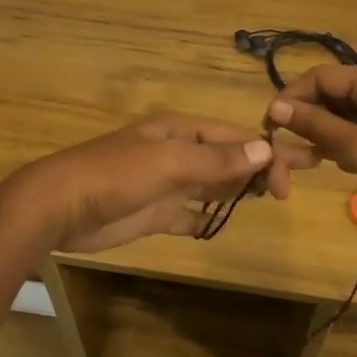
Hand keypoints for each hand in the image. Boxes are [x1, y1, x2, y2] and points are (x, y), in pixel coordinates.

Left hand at [5, 116, 320, 252]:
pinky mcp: (153, 213)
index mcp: (179, 132)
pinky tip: (223, 223)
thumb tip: (265, 149)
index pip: (233, 138)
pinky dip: (207, 217)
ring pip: (212, 185)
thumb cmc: (114, 176)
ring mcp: (164, 185)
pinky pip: (190, 214)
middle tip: (297, 182)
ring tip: (272, 199)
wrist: (59, 208)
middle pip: (227, 159)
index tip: (292, 176)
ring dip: (239, 190)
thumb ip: (216, 160)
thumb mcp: (169, 163)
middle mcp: (176, 154)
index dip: (265, 152)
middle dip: (261, 167)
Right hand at [266, 64, 356, 204]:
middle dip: (306, 120)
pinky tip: (342, 164)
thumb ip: (314, 124)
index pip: (317, 77)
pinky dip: (341, 143)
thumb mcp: (355, 146)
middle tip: (292, 151)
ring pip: (339, 113)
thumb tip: (275, 107)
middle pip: (327, 94)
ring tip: (316, 161)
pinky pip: (355, 127)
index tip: (271, 126)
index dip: (290, 98)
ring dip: (322, 134)